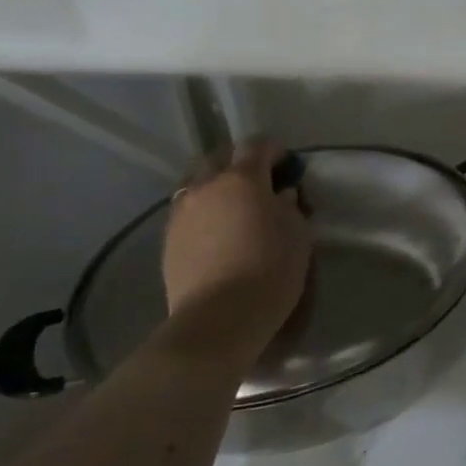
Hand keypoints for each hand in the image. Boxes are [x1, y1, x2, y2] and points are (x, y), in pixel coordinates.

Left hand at [162, 140, 310, 338]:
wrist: (219, 318)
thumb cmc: (270, 271)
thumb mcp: (297, 235)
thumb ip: (289, 206)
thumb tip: (280, 195)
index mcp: (242, 179)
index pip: (257, 146)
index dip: (274, 150)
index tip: (287, 163)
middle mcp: (206, 186)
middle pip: (218, 158)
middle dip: (238, 163)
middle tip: (257, 182)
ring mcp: (182, 212)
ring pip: (196, 184)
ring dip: (215, 186)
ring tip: (231, 207)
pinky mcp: (168, 239)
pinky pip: (186, 211)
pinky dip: (202, 211)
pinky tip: (215, 231)